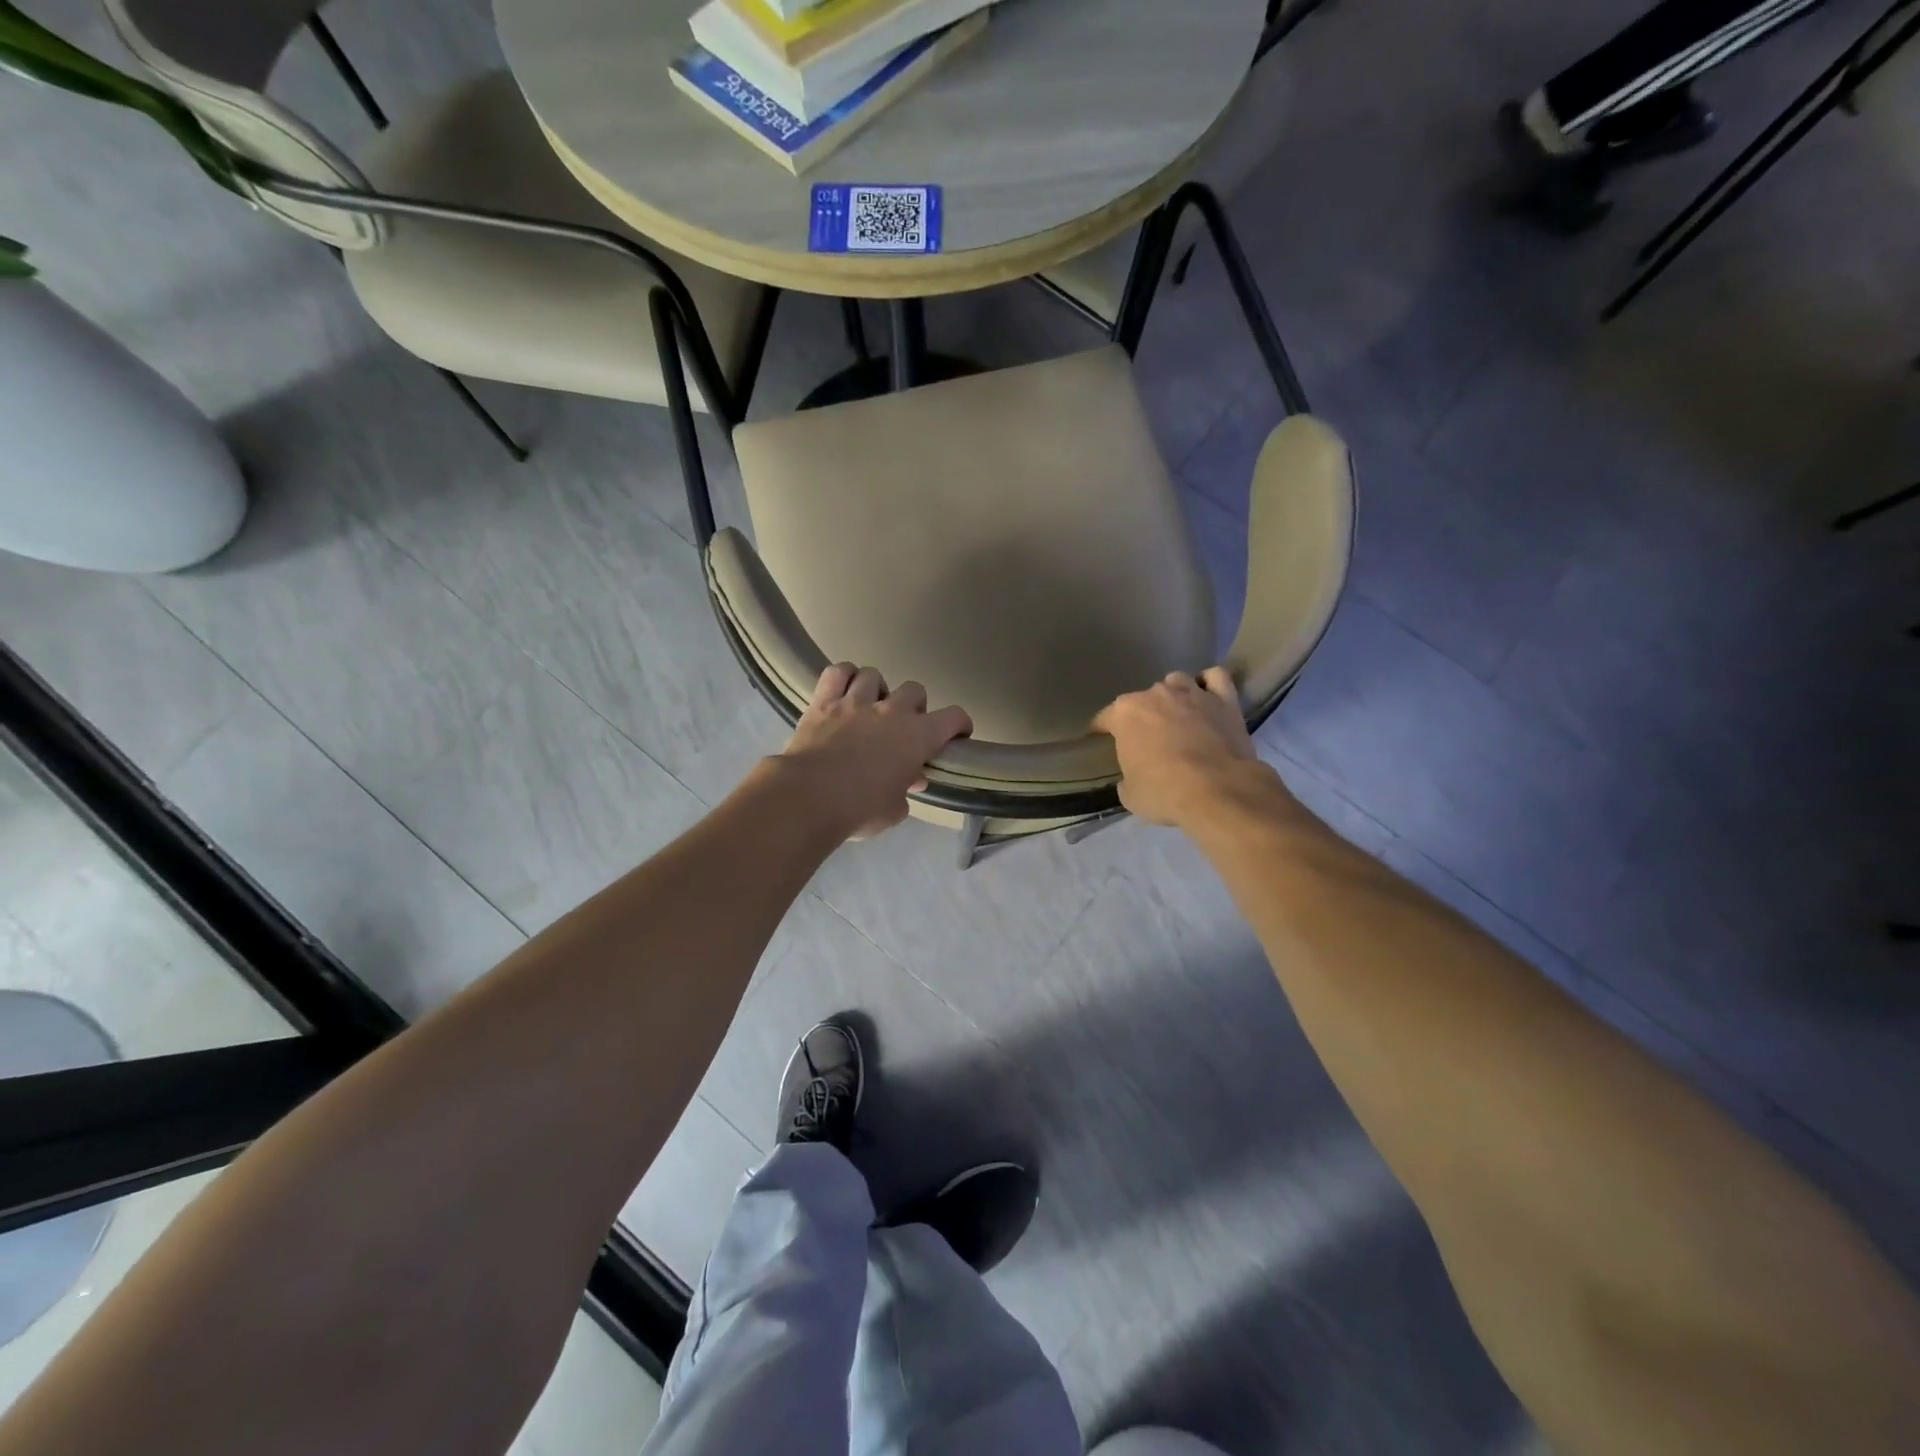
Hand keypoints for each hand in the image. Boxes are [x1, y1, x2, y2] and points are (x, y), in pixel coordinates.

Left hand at [778, 663, 971, 840]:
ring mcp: (856, 701)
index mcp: (918, 736)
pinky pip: (837, 672)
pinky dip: (843, 677)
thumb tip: (910, 781)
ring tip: (870, 707)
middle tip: (904, 726)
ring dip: (877, 690)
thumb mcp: (894, 810)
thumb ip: (906, 791)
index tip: (956, 736)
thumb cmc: (860, 809)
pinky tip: (843, 689)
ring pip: (874, 675)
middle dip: (915, 706)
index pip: (954, 717)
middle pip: (915, 690)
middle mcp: (892, 710)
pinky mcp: (824, 701)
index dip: (960, 724)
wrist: (809, 798)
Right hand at [1094, 668, 1272, 827]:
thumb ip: (1127, 777)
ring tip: (1178, 716)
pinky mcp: (1224, 699)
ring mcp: (1191, 692)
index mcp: (1125, 713)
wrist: (1216, 790)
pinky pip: (1215, 678)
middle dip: (1143, 716)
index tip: (1101, 740)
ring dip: (1174, 696)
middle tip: (1149, 739)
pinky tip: (1208, 697)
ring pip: (1176, 682)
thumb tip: (1133, 777)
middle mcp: (1155, 694)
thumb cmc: (1163, 792)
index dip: (1102, 730)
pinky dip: (1210, 684)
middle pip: (1143, 699)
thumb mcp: (1130, 794)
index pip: (1104, 717)